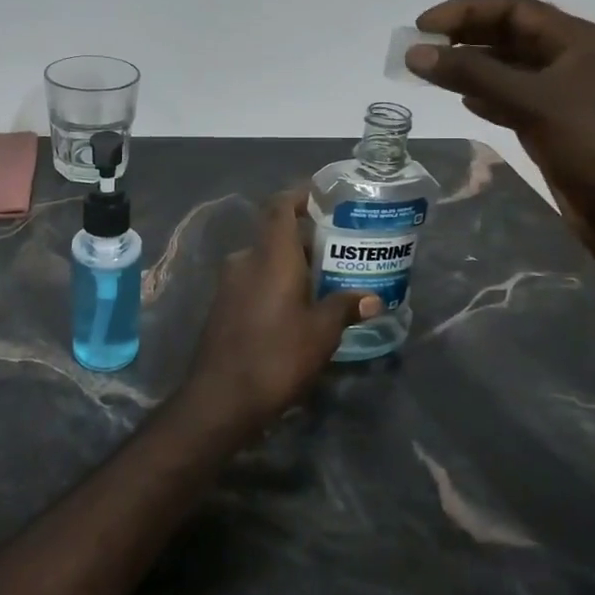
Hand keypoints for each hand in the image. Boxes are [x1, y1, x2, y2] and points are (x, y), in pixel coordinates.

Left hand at [178, 192, 381, 433]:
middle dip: (306, 240)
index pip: (280, 207)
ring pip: (264, 260)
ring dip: (290, 265)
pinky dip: (275, 284)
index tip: (323, 197)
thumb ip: (345, 307)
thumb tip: (373, 298)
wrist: (220, 398)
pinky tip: (296, 307)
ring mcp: (229, 284)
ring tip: (324, 281)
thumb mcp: (321, 333)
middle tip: (339, 250)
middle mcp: (245, 260)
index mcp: (270, 256)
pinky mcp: (222, 306)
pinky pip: (253, 281)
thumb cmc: (277, 356)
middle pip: (275, 235)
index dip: (299, 196)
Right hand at [407, 0, 594, 247]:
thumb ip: (472, 74)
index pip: (512, 8)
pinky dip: (484, 95)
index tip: (422, 26)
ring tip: (430, 72)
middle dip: (463, 37)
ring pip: (506, 67)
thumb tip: (415, 53)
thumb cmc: (591, 145)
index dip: (465, 11)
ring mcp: (561, 94)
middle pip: (508, 34)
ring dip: (469, 66)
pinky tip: (463, 101)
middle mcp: (569, 59)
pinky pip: (510, 98)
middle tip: (419, 48)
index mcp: (575, 40)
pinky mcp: (552, 124)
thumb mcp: (531, 102)